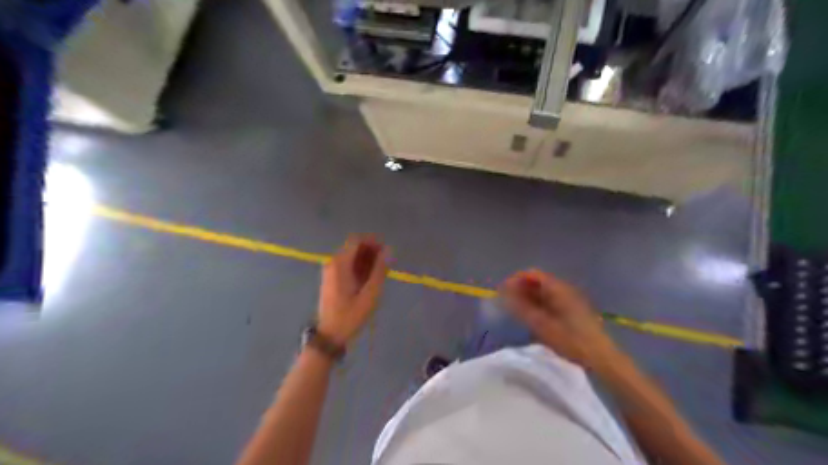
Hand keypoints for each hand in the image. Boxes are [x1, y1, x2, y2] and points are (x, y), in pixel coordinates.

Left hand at [320, 239, 391, 346]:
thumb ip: (380, 270)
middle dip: (372, 251)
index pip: (357, 240)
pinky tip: (371, 279)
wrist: (329, 335)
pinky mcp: (331, 279)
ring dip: (367, 260)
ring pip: (352, 256)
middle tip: (387, 263)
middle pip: (354, 247)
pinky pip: (348, 265)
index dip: (373, 241)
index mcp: (340, 264)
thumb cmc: (350, 316)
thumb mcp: (370, 294)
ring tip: (382, 273)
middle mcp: (333, 263)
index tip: (387, 250)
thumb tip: (388, 250)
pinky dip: (360, 267)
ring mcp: (331, 271)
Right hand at [498, 271, 613, 368]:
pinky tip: (532, 318)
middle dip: (521, 289)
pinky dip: (538, 306)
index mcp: (559, 289)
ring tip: (516, 311)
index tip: (502, 291)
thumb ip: (522, 308)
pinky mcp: (573, 312)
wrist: (602, 359)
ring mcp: (570, 300)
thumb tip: (504, 294)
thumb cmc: (572, 341)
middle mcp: (565, 290)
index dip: (516, 279)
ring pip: (544, 293)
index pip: (533, 274)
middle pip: (538, 282)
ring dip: (528, 298)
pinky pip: (551, 302)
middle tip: (506, 302)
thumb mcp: (543, 326)